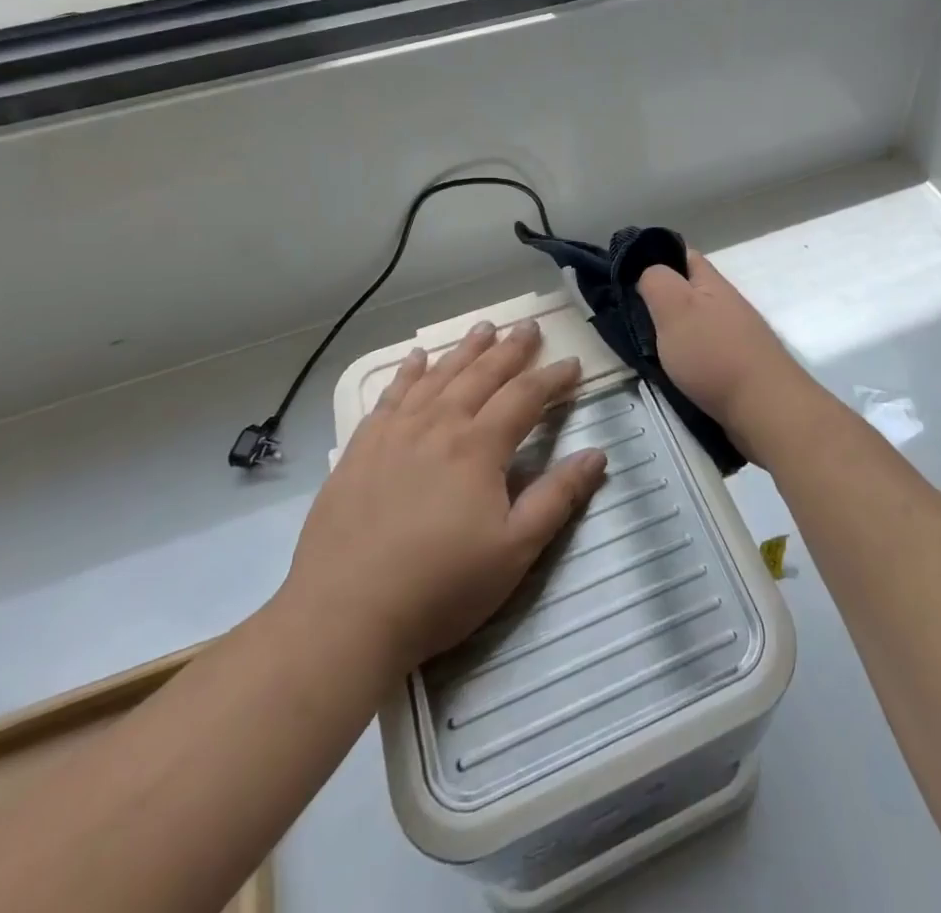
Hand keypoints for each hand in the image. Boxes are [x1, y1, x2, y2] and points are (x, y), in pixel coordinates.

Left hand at [282, 320, 606, 672]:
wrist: (343, 615)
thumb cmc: (441, 586)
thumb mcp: (515, 550)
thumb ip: (557, 497)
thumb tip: (597, 454)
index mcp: (478, 447)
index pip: (525, 397)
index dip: (552, 378)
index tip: (573, 364)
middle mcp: (438, 426)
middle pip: (481, 375)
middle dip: (510, 349)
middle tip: (528, 326)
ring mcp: (394, 433)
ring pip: (438, 377)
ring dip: (464, 350)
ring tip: (483, 327)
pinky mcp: (361, 449)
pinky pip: (390, 396)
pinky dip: (407, 373)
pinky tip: (415, 359)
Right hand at [637, 249, 821, 461]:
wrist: (765, 409)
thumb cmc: (714, 354)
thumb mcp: (675, 308)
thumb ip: (656, 282)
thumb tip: (648, 272)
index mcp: (712, 284)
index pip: (684, 256)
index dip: (656, 258)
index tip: (626, 276)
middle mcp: (726, 305)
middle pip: (687, 293)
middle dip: (659, 303)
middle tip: (628, 320)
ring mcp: (734, 338)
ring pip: (694, 325)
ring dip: (670, 334)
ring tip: (643, 349)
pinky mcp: (737, 368)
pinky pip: (702, 353)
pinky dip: (684, 359)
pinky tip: (671, 373)